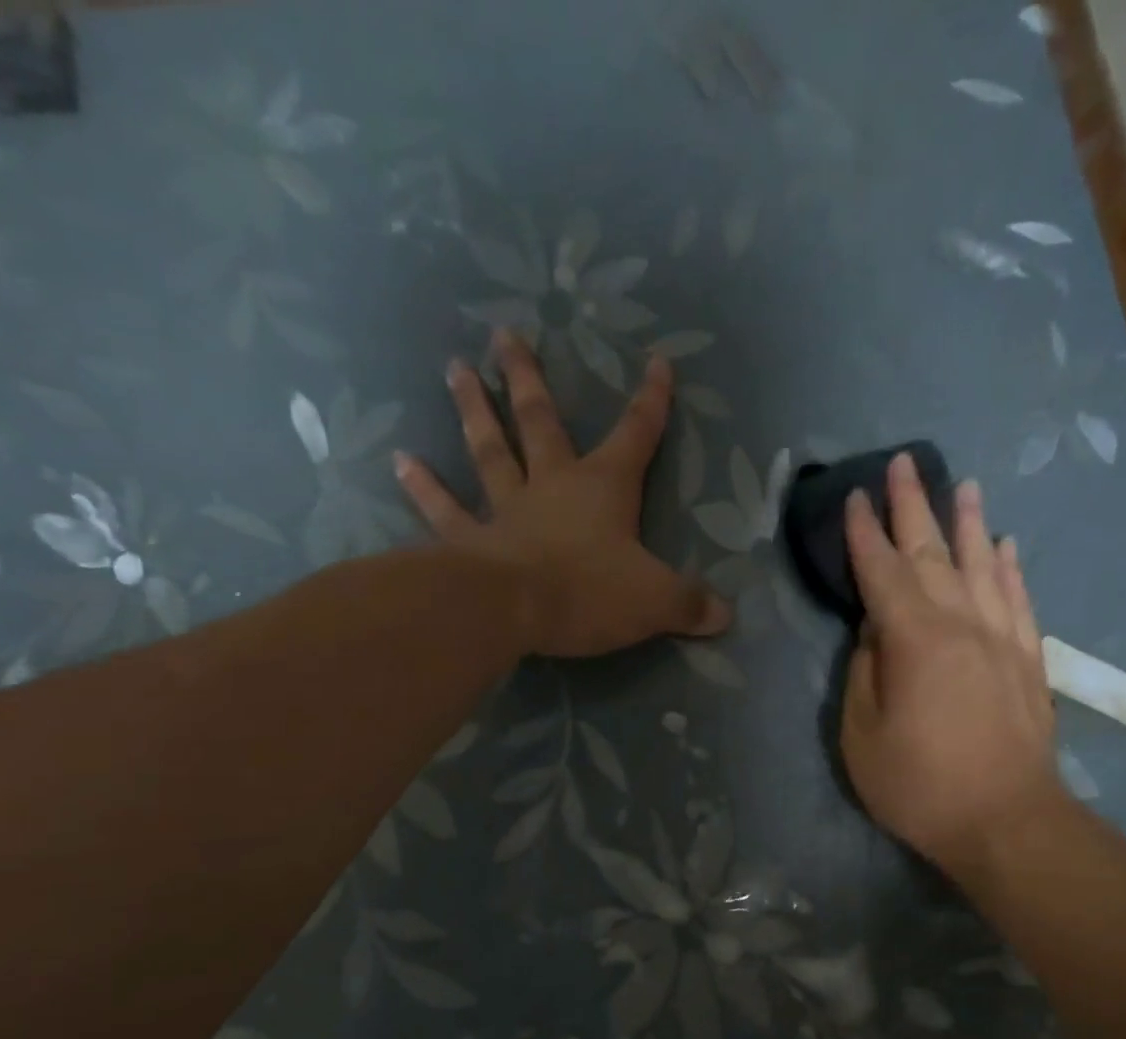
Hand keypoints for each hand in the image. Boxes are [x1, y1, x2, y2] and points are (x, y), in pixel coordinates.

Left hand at [395, 330, 730, 657]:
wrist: (514, 610)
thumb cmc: (590, 593)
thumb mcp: (656, 600)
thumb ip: (690, 605)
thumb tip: (725, 616)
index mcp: (604, 488)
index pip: (636, 435)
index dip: (651, 401)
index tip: (657, 363)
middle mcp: (552, 485)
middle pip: (540, 421)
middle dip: (527, 378)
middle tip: (504, 334)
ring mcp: (506, 508)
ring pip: (489, 449)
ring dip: (473, 409)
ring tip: (455, 368)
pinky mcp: (470, 540)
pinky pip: (444, 509)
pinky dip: (423, 487)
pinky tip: (400, 460)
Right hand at [840, 454, 1066, 873]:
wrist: (1007, 821)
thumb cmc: (920, 785)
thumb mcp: (861, 735)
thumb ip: (863, 672)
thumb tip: (874, 632)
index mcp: (913, 639)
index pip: (881, 571)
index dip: (863, 533)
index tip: (852, 497)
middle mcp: (962, 624)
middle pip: (933, 553)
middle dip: (913, 506)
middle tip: (903, 463)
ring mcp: (1002, 639)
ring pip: (984, 564)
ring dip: (969, 522)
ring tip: (963, 485)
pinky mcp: (1029, 660)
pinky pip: (1019, 599)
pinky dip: (1010, 567)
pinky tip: (1006, 545)